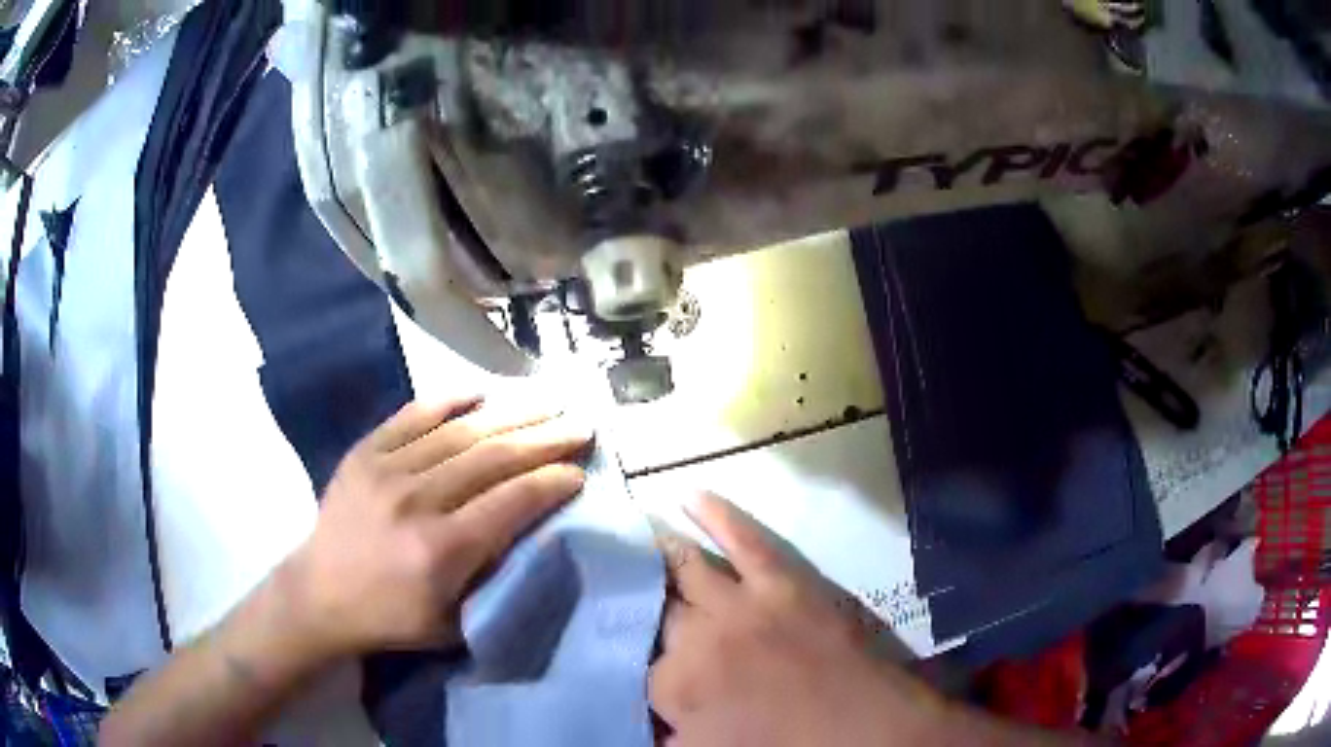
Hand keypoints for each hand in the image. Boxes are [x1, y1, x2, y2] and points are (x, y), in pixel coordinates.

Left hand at [278, 396, 591, 658]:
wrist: (319, 593)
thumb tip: (535, 535)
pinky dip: (448, 400)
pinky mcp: (365, 452)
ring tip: (547, 400)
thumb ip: (494, 582)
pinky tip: (480, 392)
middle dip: (544, 438)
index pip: (511, 501)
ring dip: (510, 413)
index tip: (580, 471)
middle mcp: (417, 500)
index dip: (552, 481)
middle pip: (492, 457)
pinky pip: (413, 415)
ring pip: (460, 431)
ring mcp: (386, 469)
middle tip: (581, 423)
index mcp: (442, 549)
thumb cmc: (391, 617)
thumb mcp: (453, 624)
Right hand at [650, 494, 949, 746]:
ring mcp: (741, 603)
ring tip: (632, 537)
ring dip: (657, 551)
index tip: (626, 651)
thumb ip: (662, 733)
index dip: (629, 657)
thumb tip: (644, 714)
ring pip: (685, 566)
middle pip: (652, 606)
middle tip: (613, 583)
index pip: (631, 661)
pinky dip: (717, 514)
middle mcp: (696, 636)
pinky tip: (690, 497)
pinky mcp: (782, 582)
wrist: (862, 730)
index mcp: (674, 684)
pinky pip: (744, 539)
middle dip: (632, 596)